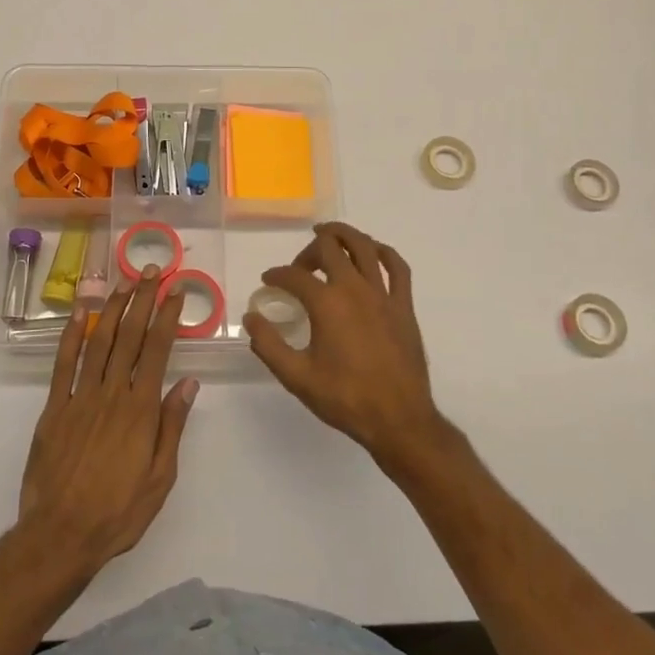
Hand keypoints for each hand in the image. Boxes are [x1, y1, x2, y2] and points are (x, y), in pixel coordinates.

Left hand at [17, 266, 198, 581]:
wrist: (59, 536)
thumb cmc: (118, 512)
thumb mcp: (160, 478)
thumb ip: (172, 426)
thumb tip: (188, 382)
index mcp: (140, 409)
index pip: (157, 350)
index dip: (167, 316)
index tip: (176, 291)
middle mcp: (111, 394)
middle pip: (129, 336)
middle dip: (142, 299)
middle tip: (152, 271)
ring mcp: (79, 397)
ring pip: (98, 341)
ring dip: (112, 308)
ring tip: (124, 282)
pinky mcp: (54, 408)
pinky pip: (63, 364)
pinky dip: (70, 335)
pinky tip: (78, 313)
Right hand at [244, 223, 447, 469]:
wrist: (398, 419)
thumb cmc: (345, 398)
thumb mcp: (296, 377)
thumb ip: (269, 344)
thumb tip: (250, 318)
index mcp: (327, 303)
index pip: (294, 275)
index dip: (277, 275)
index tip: (268, 282)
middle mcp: (354, 288)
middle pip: (329, 247)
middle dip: (308, 251)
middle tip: (300, 267)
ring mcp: (383, 294)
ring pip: (364, 246)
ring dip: (343, 235)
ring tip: (329, 235)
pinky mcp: (404, 305)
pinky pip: (397, 266)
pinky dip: (383, 252)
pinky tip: (373, 252)